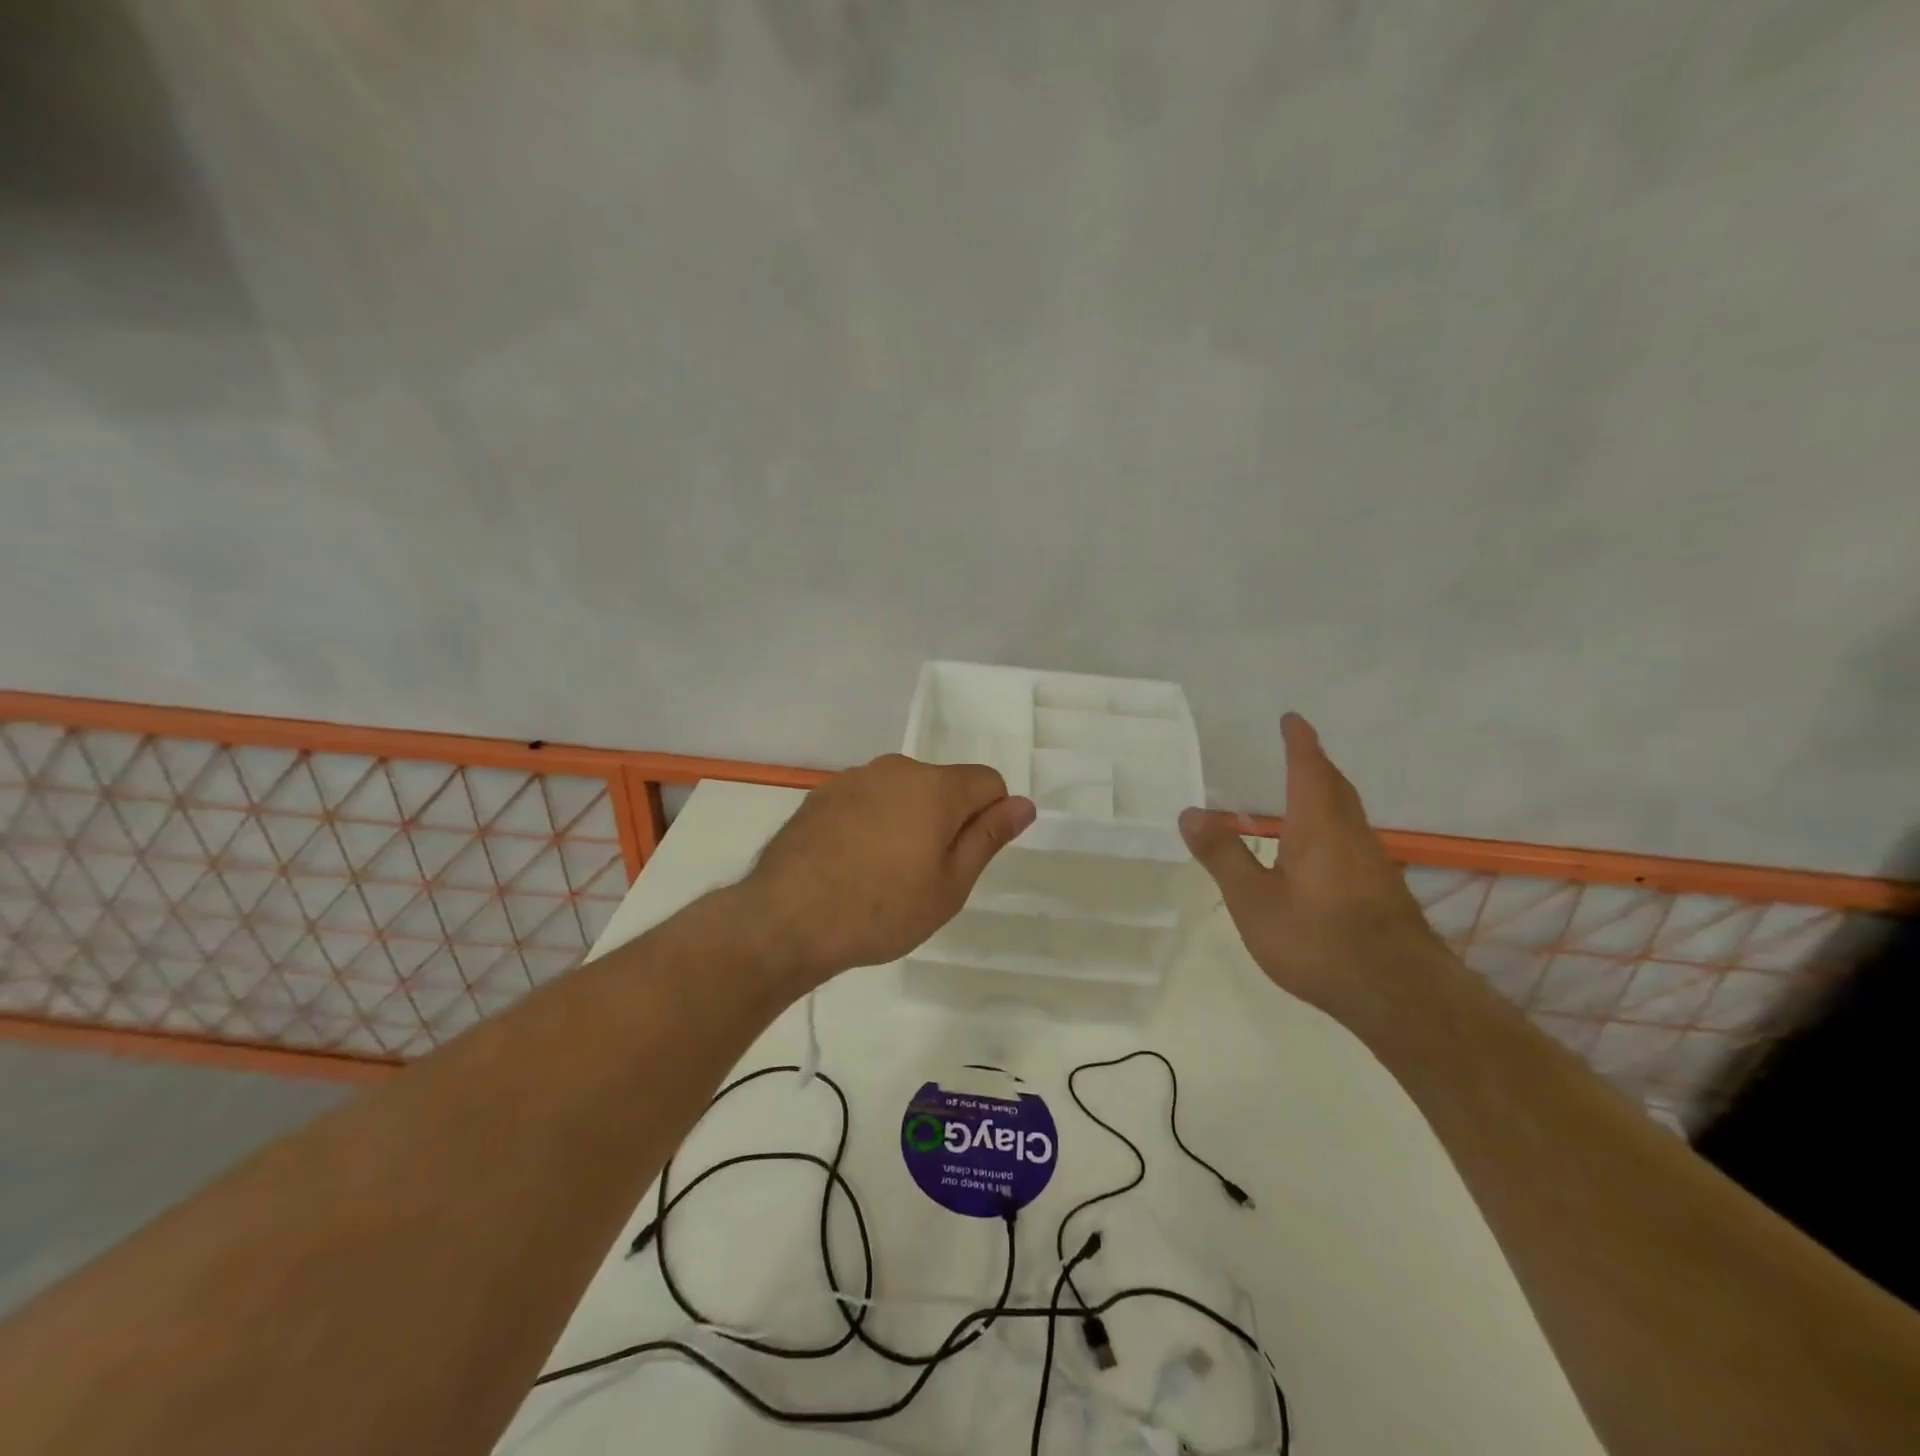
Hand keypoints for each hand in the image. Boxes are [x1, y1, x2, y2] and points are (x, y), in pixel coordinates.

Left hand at [740, 754, 1036, 986]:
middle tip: (923, 875)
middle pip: (942, 785)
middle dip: (945, 820)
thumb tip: (1023, 804)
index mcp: (935, 786)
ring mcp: (853, 779)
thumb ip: (988, 837)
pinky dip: (870, 823)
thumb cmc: (881, 908)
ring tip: (881, 874)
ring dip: (905, 821)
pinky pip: (865, 801)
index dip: (988, 819)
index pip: (988, 782)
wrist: (786, 918)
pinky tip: (849, 864)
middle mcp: (895, 769)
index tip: (964, 859)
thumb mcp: (950, 885)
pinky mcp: (821, 795)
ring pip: (901, 793)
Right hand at [1179, 713, 1445, 1019]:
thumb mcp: (1254, 900)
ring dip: (1326, 796)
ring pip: (1347, 815)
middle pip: (1335, 787)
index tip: (1291, 719)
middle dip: (1315, 764)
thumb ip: (1223, 855)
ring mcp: (1372, 863)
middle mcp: (1350, 834)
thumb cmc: (1318, 939)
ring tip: (1301, 796)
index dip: (1299, 742)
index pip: (1308, 769)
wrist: (1398, 994)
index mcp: (1319, 825)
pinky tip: (1317, 854)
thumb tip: (1191, 812)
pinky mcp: (1382, 891)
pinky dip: (1331, 828)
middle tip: (1296, 751)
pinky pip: (1351, 840)